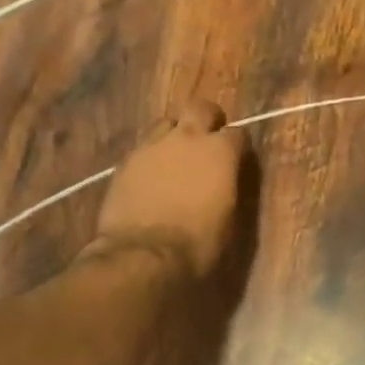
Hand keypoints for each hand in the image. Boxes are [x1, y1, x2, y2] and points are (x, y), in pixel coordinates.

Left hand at [91, 100, 246, 279]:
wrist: (142, 256)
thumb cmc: (197, 245)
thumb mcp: (228, 220)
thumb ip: (228, 187)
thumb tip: (226, 180)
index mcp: (220, 152)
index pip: (238, 134)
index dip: (238, 146)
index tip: (237, 159)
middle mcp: (188, 138)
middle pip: (201, 108)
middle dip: (207, 119)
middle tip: (207, 139)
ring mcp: (153, 145)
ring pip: (167, 123)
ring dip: (174, 135)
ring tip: (174, 157)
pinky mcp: (126, 160)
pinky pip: (143, 148)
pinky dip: (151, 157)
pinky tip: (149, 177)